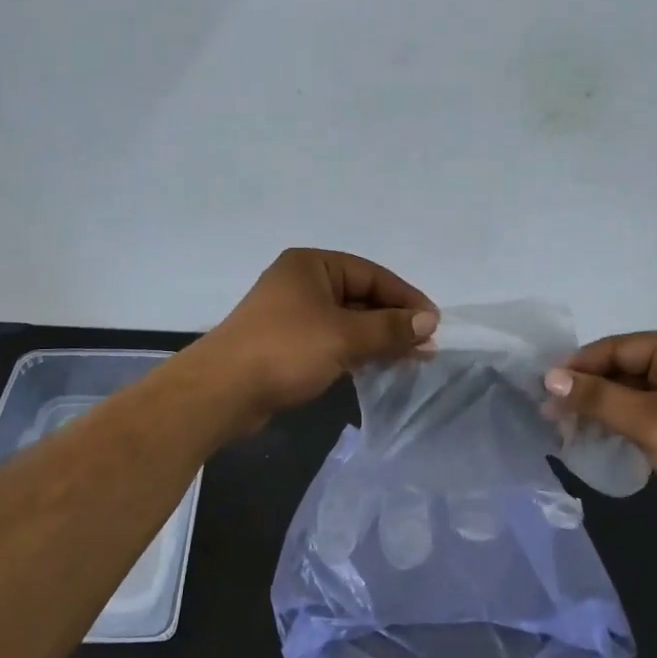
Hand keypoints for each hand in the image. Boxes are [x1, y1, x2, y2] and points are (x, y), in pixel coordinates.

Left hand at [199, 249, 436, 427]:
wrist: (222, 391)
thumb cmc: (286, 350)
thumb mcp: (345, 336)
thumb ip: (390, 328)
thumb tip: (429, 321)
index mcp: (312, 265)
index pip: (372, 275)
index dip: (406, 298)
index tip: (434, 323)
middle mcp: (301, 283)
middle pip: (360, 297)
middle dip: (393, 321)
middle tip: (426, 346)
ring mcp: (292, 315)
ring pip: (347, 322)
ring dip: (378, 339)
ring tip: (411, 359)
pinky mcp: (286, 344)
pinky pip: (332, 341)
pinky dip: (356, 351)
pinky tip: (378, 367)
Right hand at [543, 332, 656, 542]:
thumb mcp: (648, 421)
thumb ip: (596, 397)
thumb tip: (548, 377)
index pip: (616, 347)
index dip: (578, 367)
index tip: (542, 390)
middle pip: (624, 368)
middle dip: (588, 391)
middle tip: (552, 415)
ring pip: (634, 392)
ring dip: (603, 409)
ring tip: (568, 429)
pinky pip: (649, 412)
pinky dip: (623, 422)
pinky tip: (600, 438)